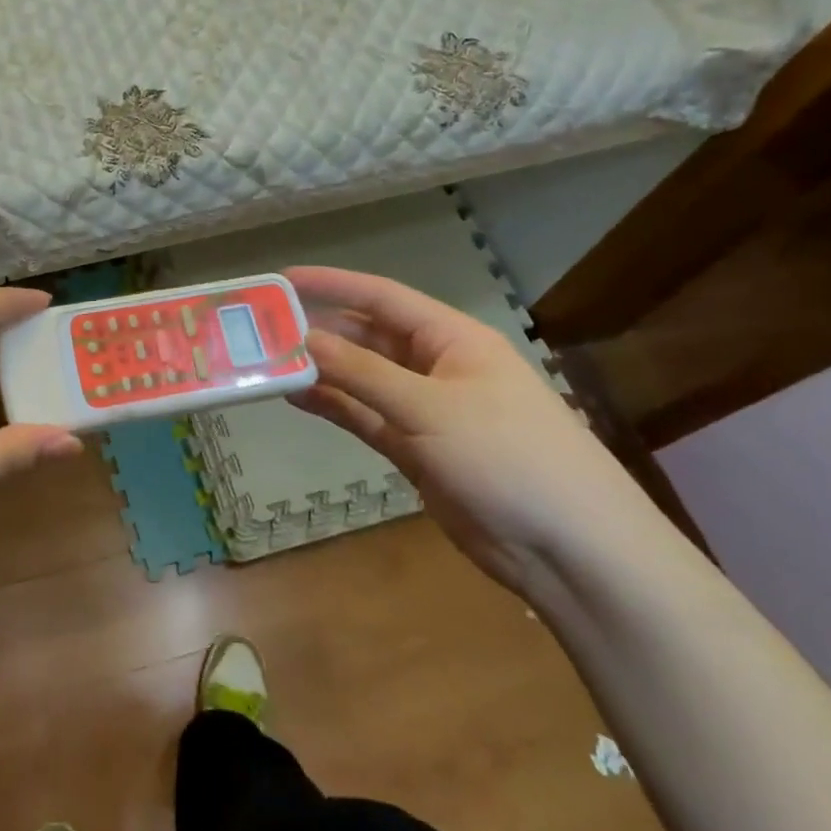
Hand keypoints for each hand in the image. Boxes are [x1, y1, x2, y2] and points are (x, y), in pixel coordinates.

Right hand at [283, 266, 655, 593]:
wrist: (568, 549)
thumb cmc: (508, 458)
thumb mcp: (431, 408)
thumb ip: (362, 373)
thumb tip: (302, 339)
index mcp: (452, 339)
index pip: (382, 298)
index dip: (333, 284)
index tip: (282, 280)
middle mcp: (436, 367)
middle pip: (367, 337)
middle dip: (319, 331)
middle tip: (262, 330)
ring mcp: (424, 410)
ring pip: (361, 379)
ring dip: (320, 370)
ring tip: (267, 363)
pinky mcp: (415, 450)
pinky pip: (364, 417)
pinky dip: (333, 406)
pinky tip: (296, 397)